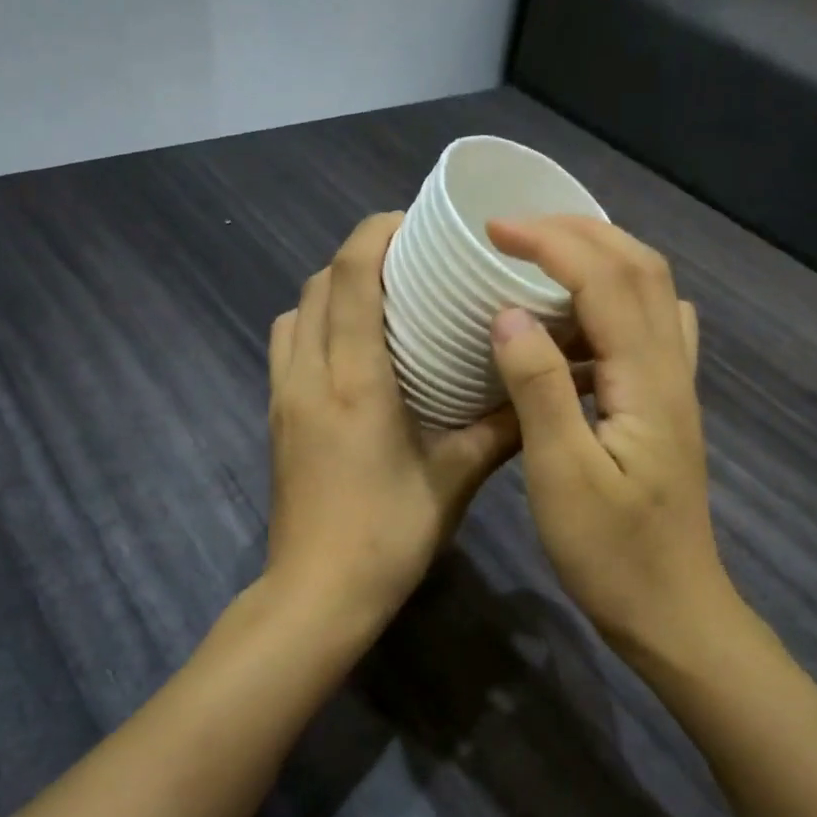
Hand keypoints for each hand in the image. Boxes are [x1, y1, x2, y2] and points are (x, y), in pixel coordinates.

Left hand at [265, 213, 519, 632]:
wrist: (317, 594)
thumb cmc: (388, 536)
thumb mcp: (455, 480)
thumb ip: (499, 429)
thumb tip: (540, 388)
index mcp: (354, 381)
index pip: (352, 276)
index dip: (378, 233)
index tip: (418, 222)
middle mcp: (308, 375)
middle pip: (320, 283)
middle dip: (361, 256)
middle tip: (413, 263)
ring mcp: (283, 396)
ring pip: (296, 312)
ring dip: (334, 290)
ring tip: (383, 301)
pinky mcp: (276, 418)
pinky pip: (287, 345)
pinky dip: (317, 325)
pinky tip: (355, 352)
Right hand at [487, 216, 734, 655]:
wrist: (672, 610)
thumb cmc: (612, 554)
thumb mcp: (562, 475)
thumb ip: (539, 388)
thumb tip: (510, 313)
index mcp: (645, 379)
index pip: (605, 278)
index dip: (551, 242)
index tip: (493, 231)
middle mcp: (669, 369)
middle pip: (641, 269)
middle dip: (580, 233)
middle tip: (516, 232)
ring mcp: (673, 389)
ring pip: (650, 294)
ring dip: (600, 259)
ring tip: (542, 259)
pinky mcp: (665, 410)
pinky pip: (650, 331)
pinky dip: (615, 301)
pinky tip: (583, 319)